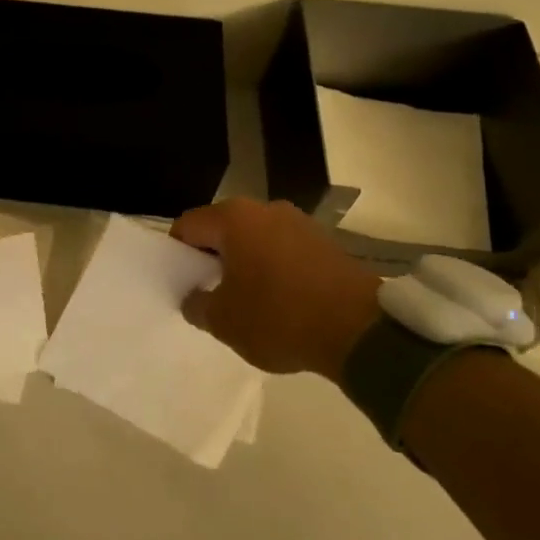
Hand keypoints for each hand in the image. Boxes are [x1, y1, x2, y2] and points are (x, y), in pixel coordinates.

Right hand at [171, 198, 381, 377]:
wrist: (360, 331)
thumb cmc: (279, 318)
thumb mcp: (223, 322)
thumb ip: (196, 305)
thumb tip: (194, 297)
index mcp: (233, 218)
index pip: (188, 226)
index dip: (178, 255)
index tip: (182, 283)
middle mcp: (266, 209)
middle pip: (223, 229)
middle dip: (213, 258)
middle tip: (211, 293)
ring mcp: (300, 222)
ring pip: (255, 239)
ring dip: (245, 263)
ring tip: (248, 300)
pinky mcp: (326, 242)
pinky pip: (284, 250)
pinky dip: (275, 269)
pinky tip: (280, 301)